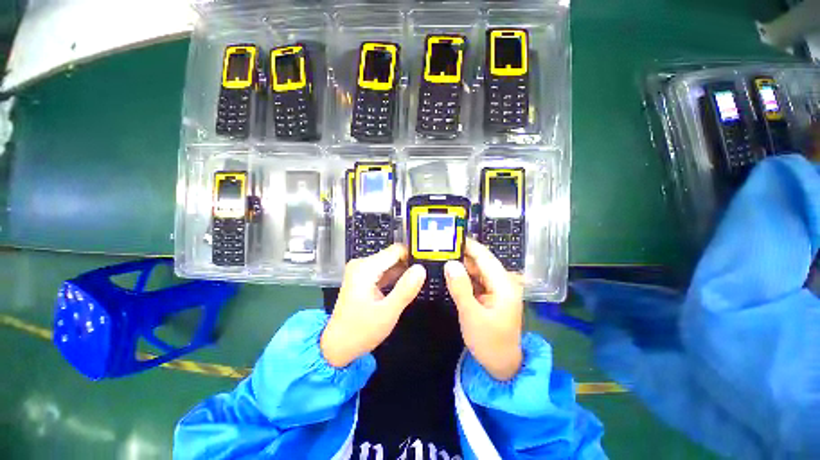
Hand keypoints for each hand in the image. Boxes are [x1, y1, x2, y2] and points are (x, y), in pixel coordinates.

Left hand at [321, 244, 425, 367]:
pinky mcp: (363, 278)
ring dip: (403, 273)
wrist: (337, 346)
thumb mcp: (388, 313)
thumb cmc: (361, 331)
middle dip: (408, 266)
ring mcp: (361, 270)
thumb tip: (421, 269)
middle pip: (393, 256)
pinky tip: (403, 288)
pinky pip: (384, 272)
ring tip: (415, 285)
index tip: (426, 267)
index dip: (413, 256)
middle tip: (421, 281)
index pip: (396, 250)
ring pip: (390, 264)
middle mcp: (362, 264)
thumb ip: (405, 289)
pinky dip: (395, 278)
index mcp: (366, 268)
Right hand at [445, 239, 523, 380]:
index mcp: (504, 284)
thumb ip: (461, 288)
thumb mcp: (471, 315)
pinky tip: (450, 270)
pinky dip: (463, 274)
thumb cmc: (489, 342)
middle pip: (480, 260)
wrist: (501, 365)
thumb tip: (450, 263)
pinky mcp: (490, 294)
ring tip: (441, 254)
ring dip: (461, 263)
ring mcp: (497, 287)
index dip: (468, 244)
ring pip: (477, 269)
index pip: (484, 256)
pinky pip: (475, 279)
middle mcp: (503, 281)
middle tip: (440, 245)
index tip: (449, 236)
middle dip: (461, 253)